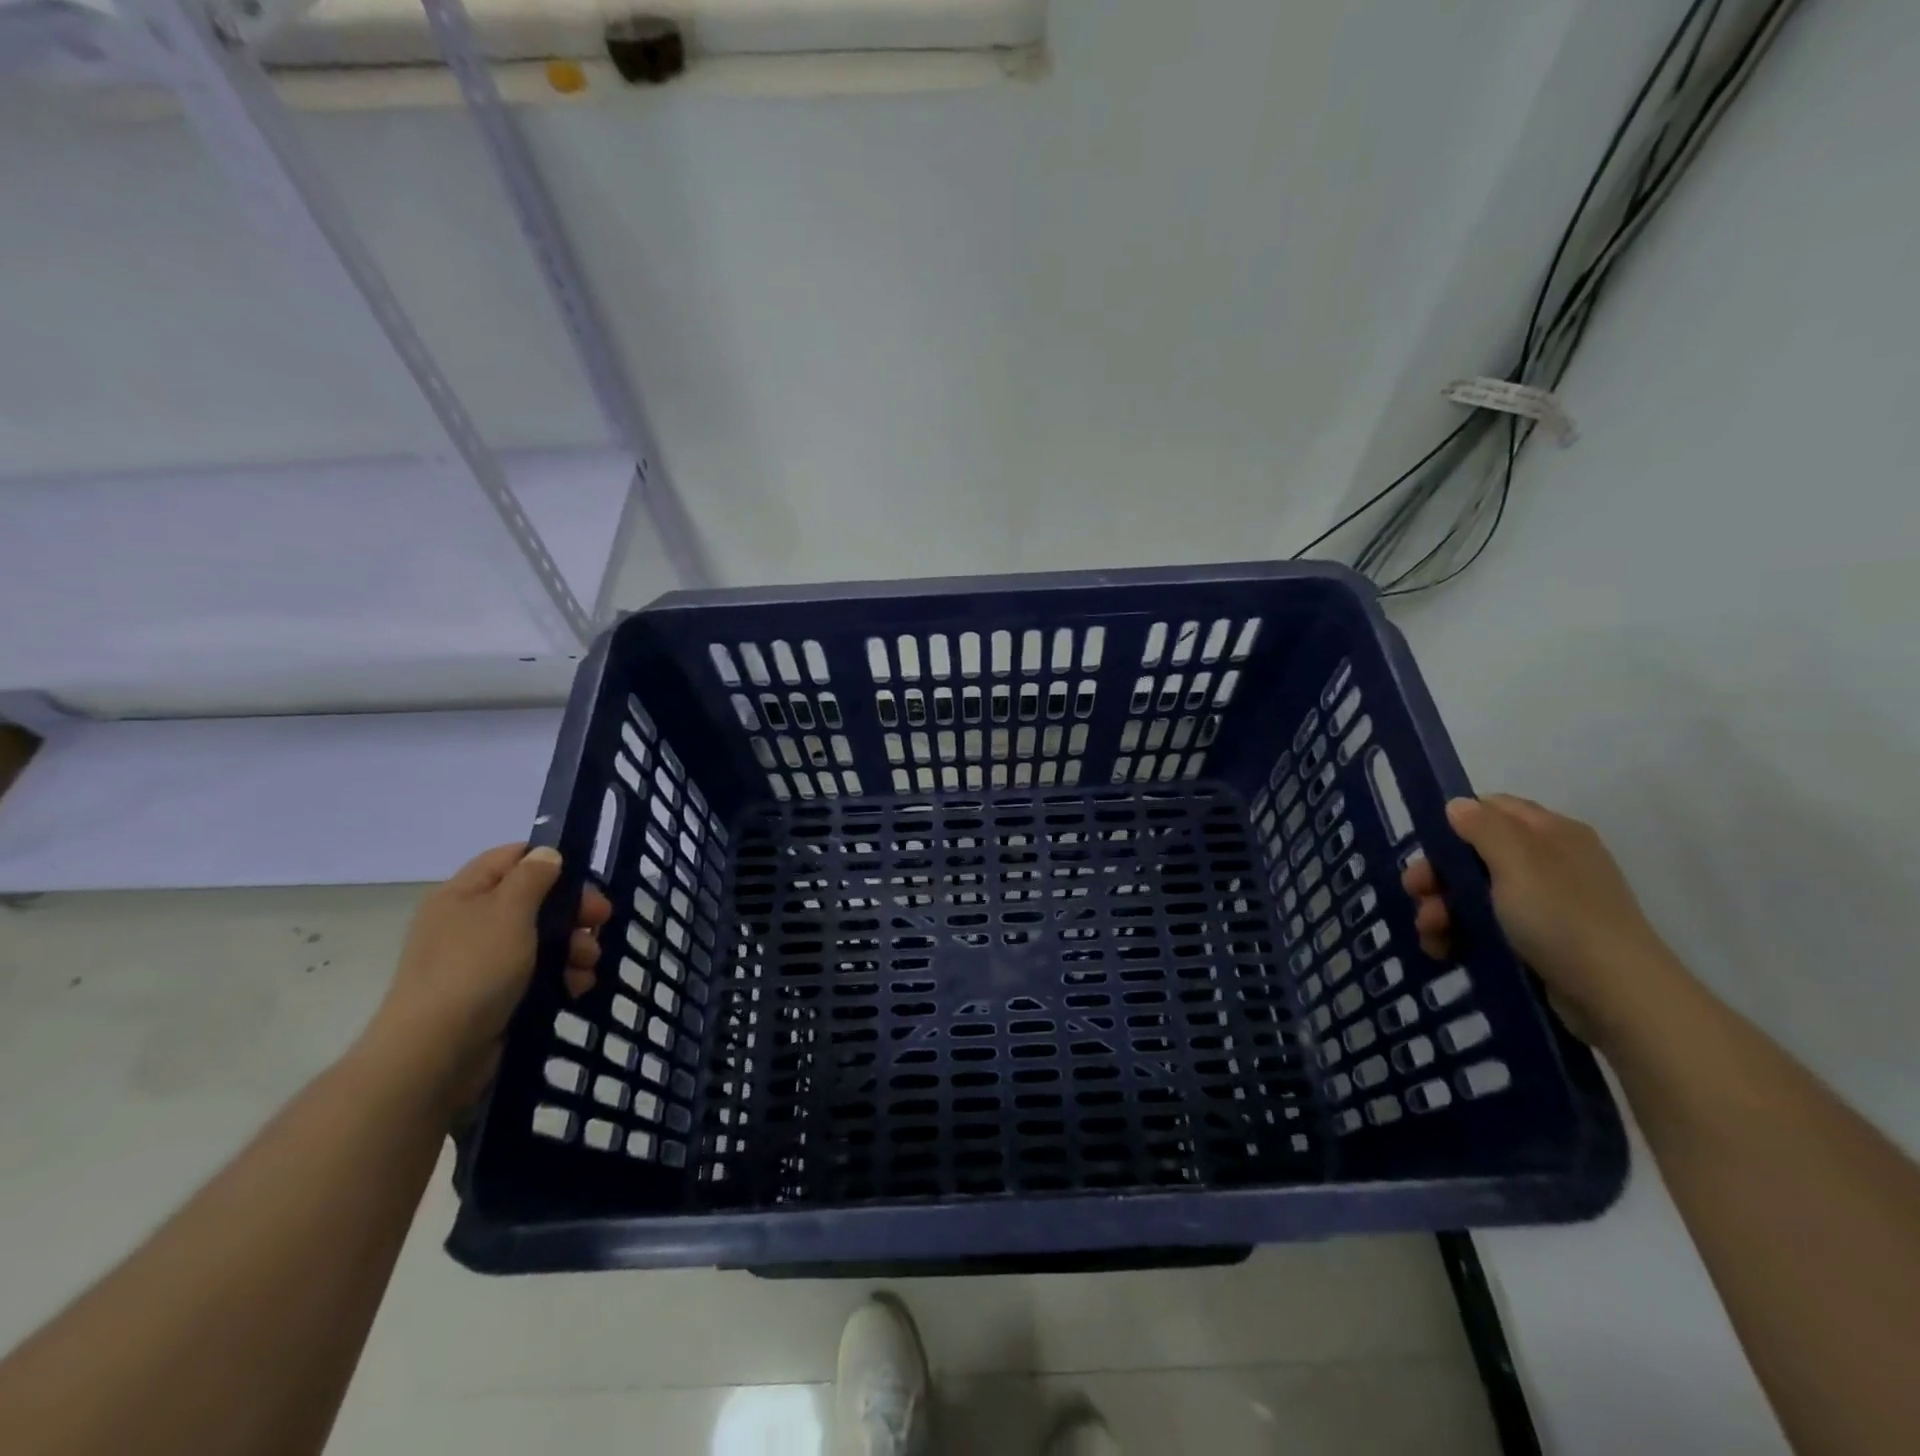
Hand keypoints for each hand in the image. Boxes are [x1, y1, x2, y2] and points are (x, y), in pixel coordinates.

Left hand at [365, 844, 611, 1113]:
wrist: (435, 1054)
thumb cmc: (474, 969)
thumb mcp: (509, 911)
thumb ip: (533, 877)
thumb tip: (546, 854)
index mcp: (463, 894)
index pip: (510, 857)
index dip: (549, 861)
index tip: (585, 879)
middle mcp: (468, 923)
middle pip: (533, 900)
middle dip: (571, 912)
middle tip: (601, 922)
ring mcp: (479, 962)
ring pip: (540, 940)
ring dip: (572, 948)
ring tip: (588, 966)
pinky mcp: (491, 996)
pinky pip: (535, 974)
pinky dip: (559, 977)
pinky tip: (576, 988)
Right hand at [1401, 795, 1691, 1048]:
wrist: (1616, 996)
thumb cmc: (1561, 917)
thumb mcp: (1517, 862)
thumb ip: (1483, 827)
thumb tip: (1457, 805)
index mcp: (1551, 833)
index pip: (1492, 808)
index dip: (1454, 823)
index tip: (1425, 849)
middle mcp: (1549, 861)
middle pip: (1475, 854)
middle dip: (1438, 875)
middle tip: (1415, 894)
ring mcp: (1545, 903)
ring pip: (1475, 893)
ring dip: (1442, 908)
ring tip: (1430, 933)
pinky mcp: (1539, 940)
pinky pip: (1487, 925)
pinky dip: (1460, 933)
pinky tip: (1444, 949)